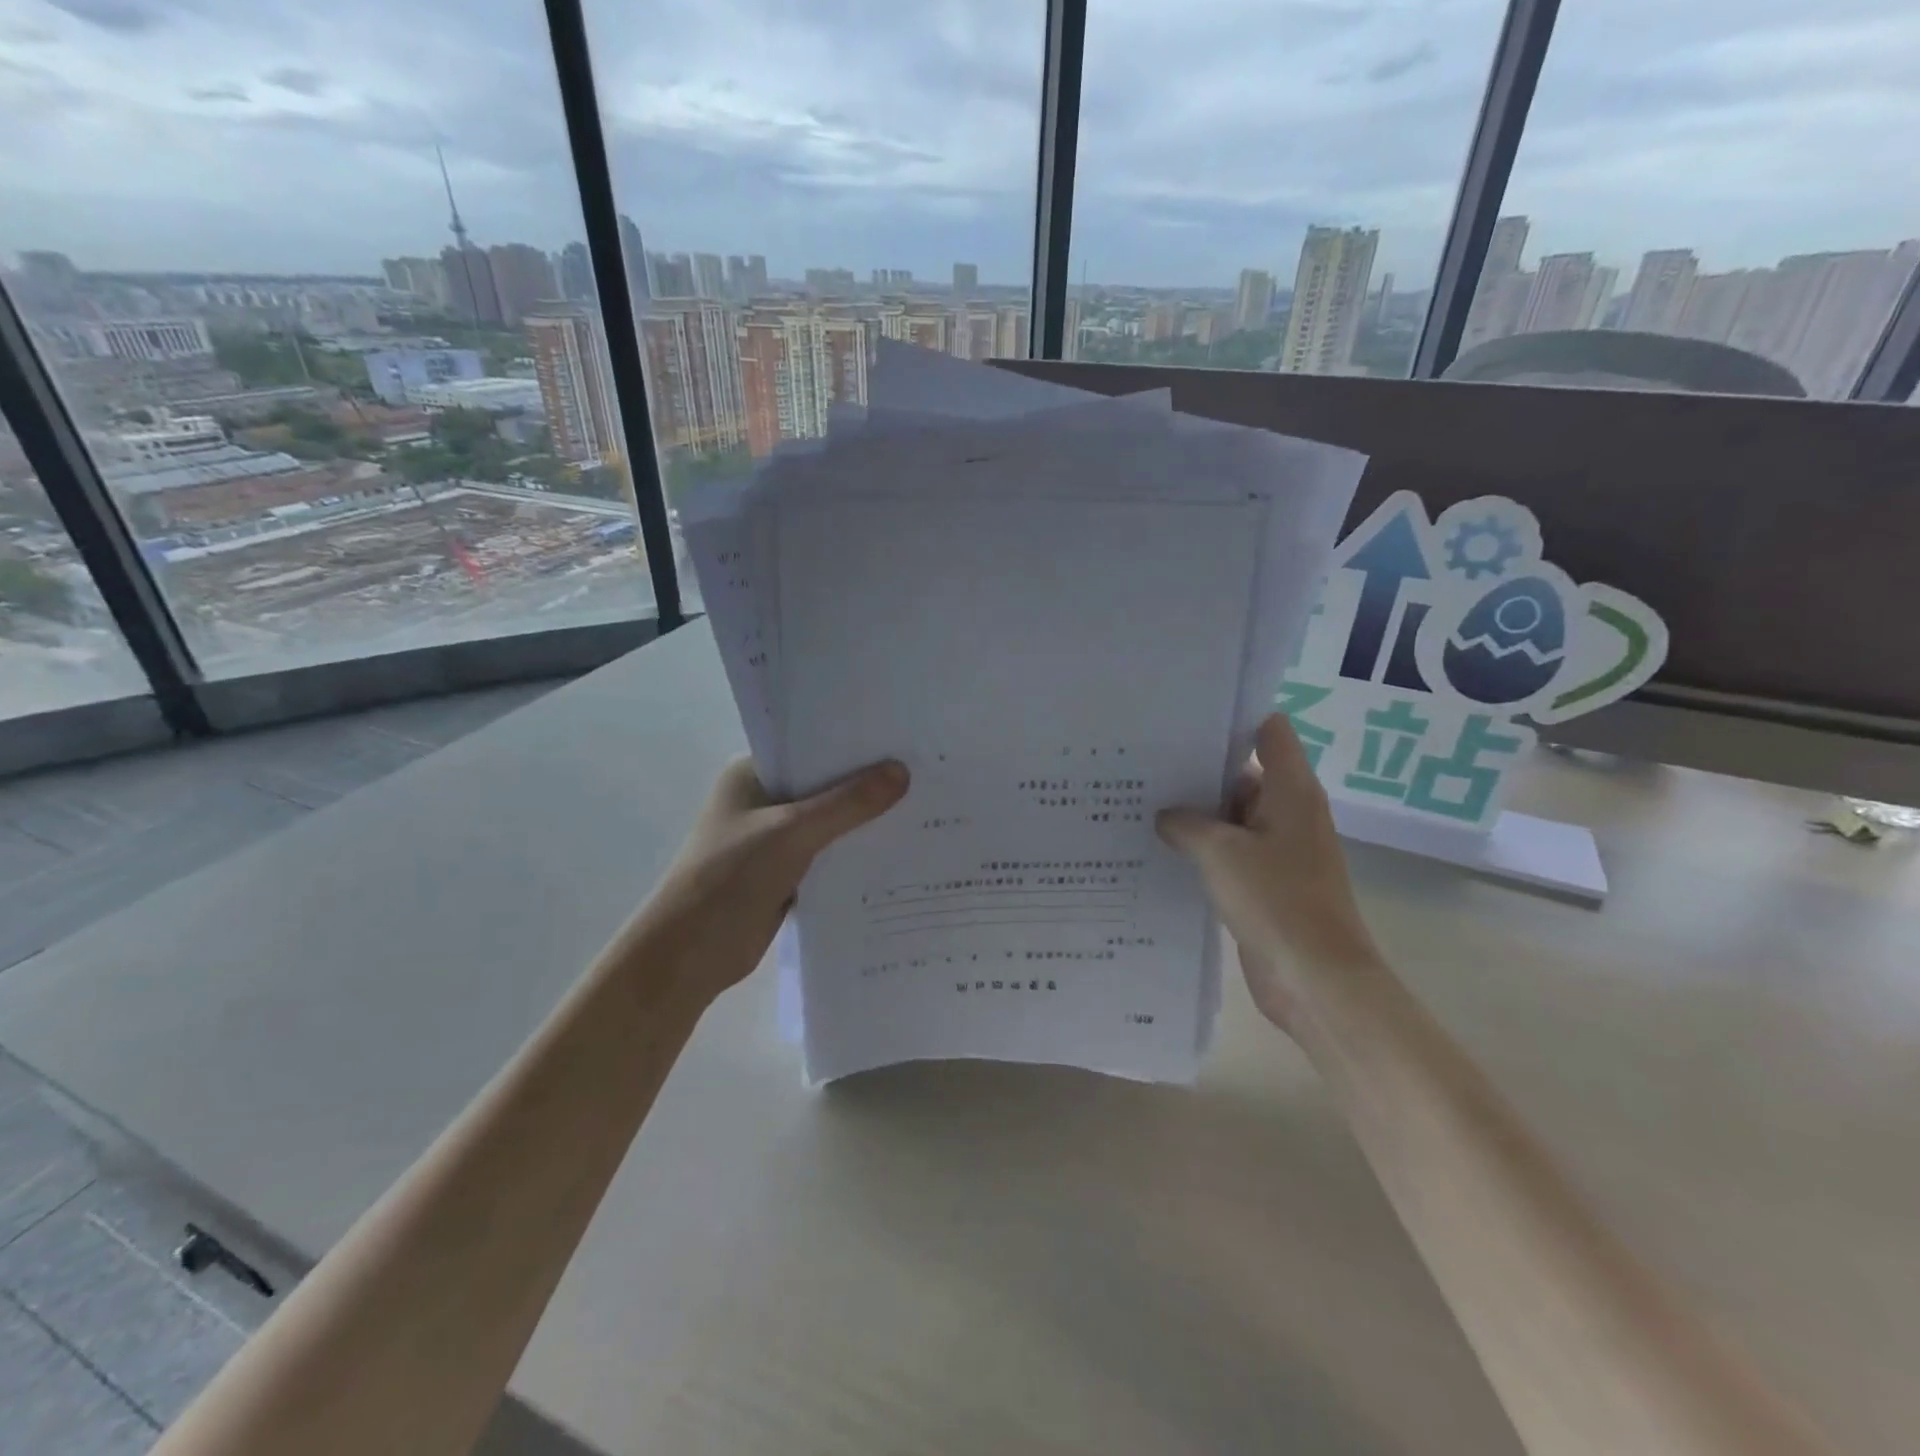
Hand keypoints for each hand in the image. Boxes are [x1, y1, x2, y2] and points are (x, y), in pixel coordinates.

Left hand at [638, 757, 909, 1004]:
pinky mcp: (786, 873)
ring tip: (923, 806)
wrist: (691, 955)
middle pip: (825, 785)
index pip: (811, 747)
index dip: (854, 743)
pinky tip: (898, 849)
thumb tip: (902, 771)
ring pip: (830, 822)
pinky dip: (855, 854)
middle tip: (924, 771)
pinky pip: (830, 854)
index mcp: (753, 773)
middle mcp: (764, 800)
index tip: (903, 738)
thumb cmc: (730, 877)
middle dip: (867, 784)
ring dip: (864, 821)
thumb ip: (847, 804)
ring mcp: (774, 838)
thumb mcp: (792, 832)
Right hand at [1157, 715, 1382, 1033]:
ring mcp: (1278, 849)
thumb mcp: (1219, 852)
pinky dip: (1201, 849)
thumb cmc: (1276, 901)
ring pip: (1231, 817)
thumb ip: (1185, 823)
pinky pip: (1229, 853)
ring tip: (1140, 803)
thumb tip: (1165, 816)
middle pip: (1242, 773)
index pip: (1268, 731)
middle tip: (1143, 764)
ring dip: (1194, 814)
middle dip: (1197, 769)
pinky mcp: (1265, 883)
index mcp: (1290, 790)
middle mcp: (1287, 812)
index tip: (1182, 721)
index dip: (1231, 720)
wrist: (1316, 980)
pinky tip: (1159, 850)